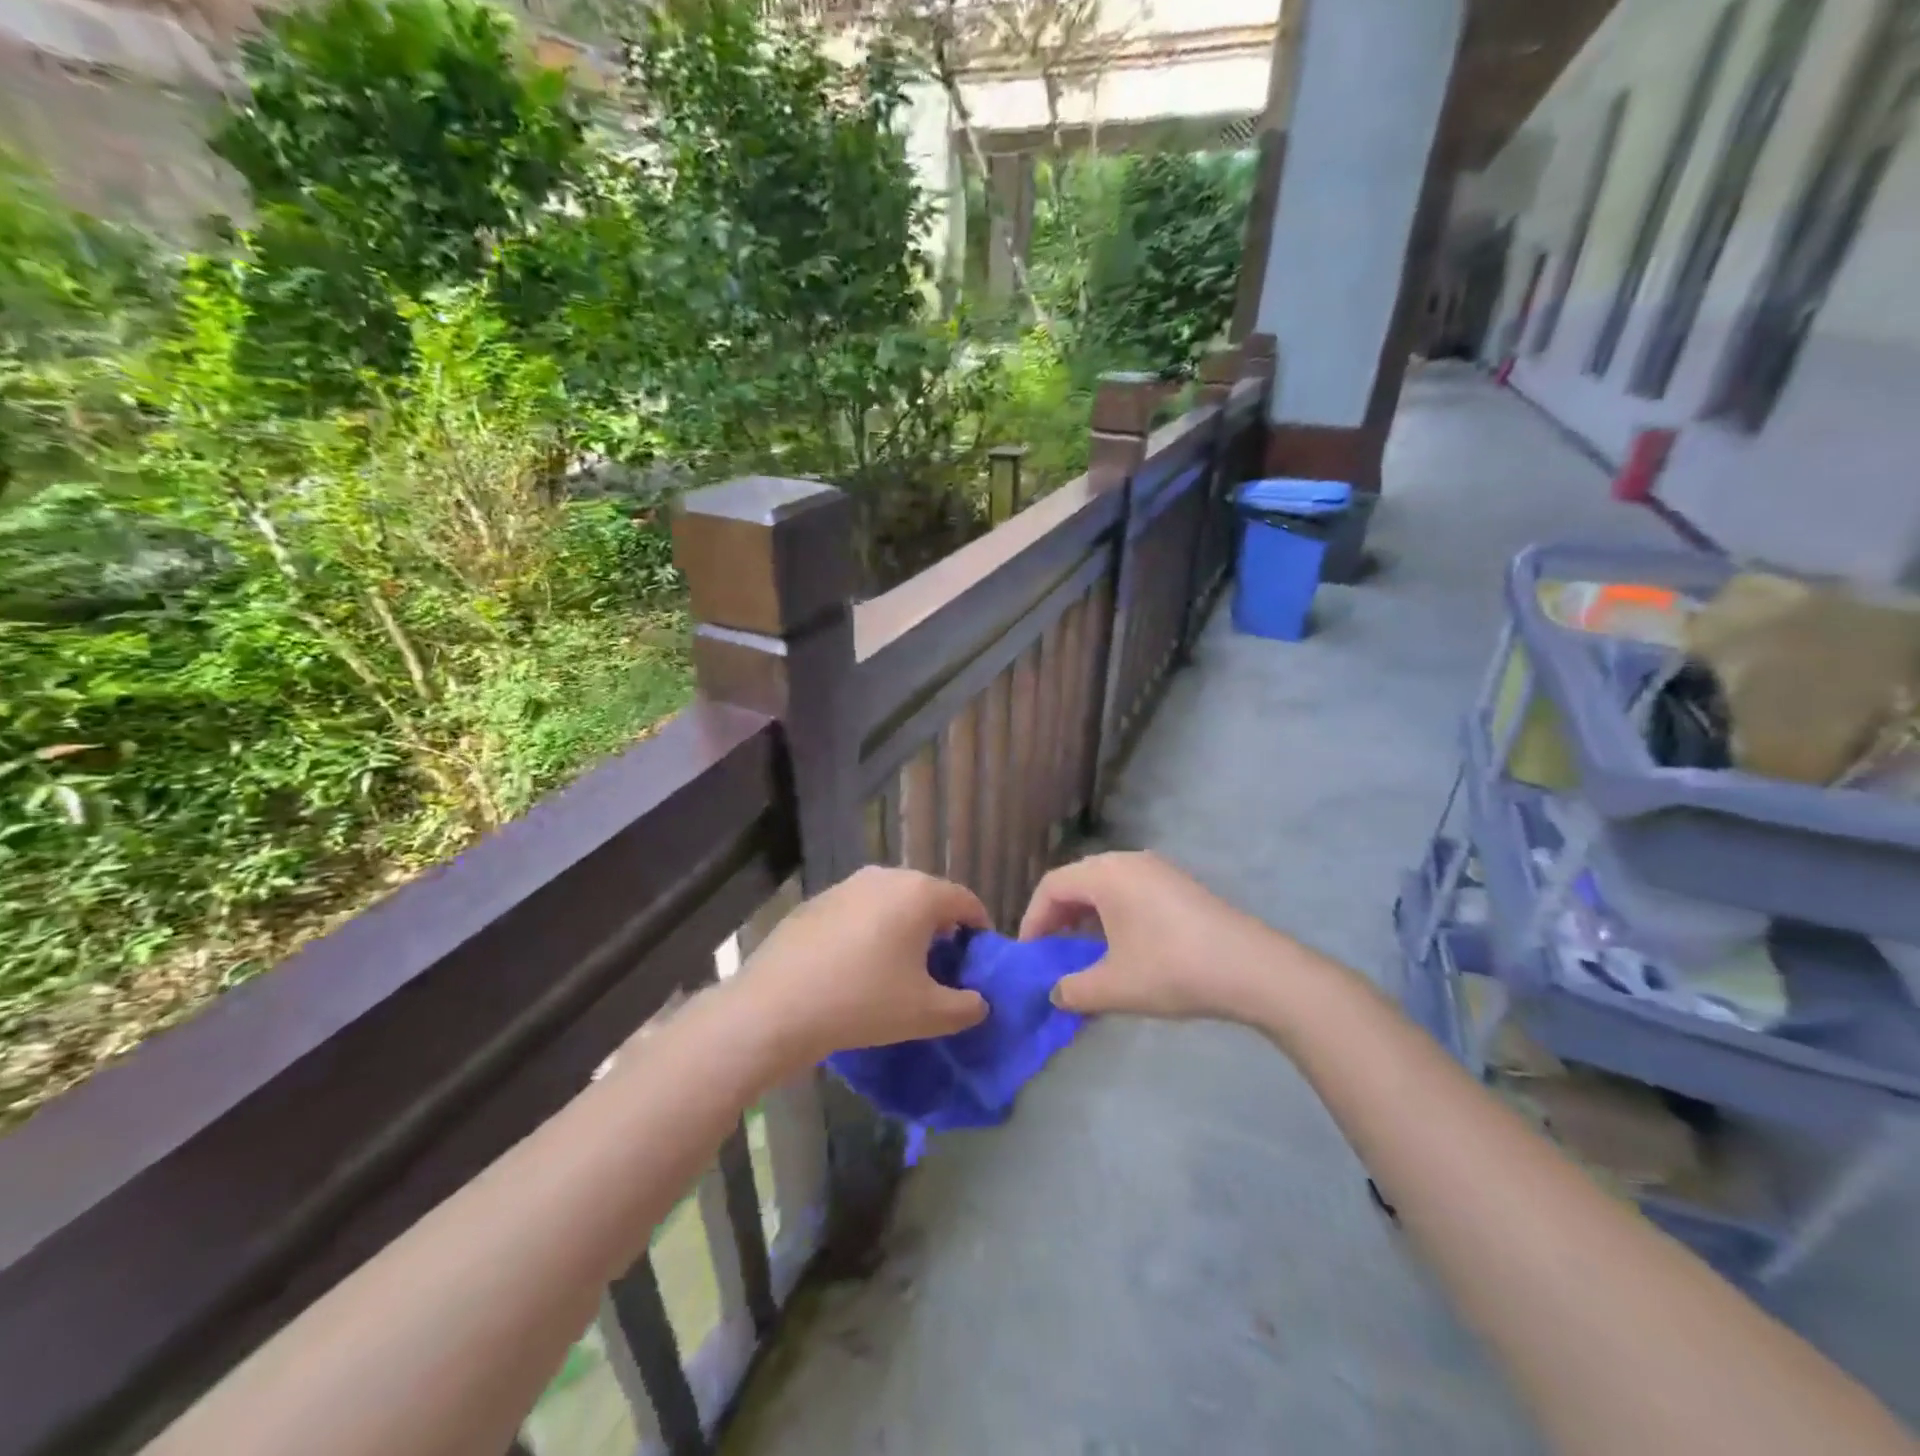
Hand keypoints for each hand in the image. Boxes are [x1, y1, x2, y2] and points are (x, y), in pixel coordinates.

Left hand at [738, 866, 990, 1069]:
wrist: (776, 1007)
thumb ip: (965, 1007)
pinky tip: (858, 964)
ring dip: (904, 926)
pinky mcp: (818, 901)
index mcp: (919, 893)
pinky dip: (870, 929)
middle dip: (941, 926)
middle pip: (928, 895)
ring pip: (891, 900)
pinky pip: (859, 909)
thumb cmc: (863, 1003)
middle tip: (942, 964)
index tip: (978, 957)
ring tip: (899, 965)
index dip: (979, 928)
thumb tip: (979, 1003)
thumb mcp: (926, 1014)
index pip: (965, 900)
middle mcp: (886, 877)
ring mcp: (847, 885)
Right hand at [1020, 851, 1289, 1022]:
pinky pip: (1131, 891)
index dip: (1032, 919)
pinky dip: (1113, 913)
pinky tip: (1122, 945)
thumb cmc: (1172, 970)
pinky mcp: (1180, 885)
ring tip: (1083, 950)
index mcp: (1105, 874)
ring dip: (1086, 915)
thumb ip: (1074, 990)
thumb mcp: (1114, 987)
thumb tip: (1056, 993)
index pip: (1052, 886)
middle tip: (1051, 950)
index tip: (1029, 954)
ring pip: (1106, 885)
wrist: (1253, 969)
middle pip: (1077, 881)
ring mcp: (1158, 870)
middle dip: (1058, 915)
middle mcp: (1128, 861)